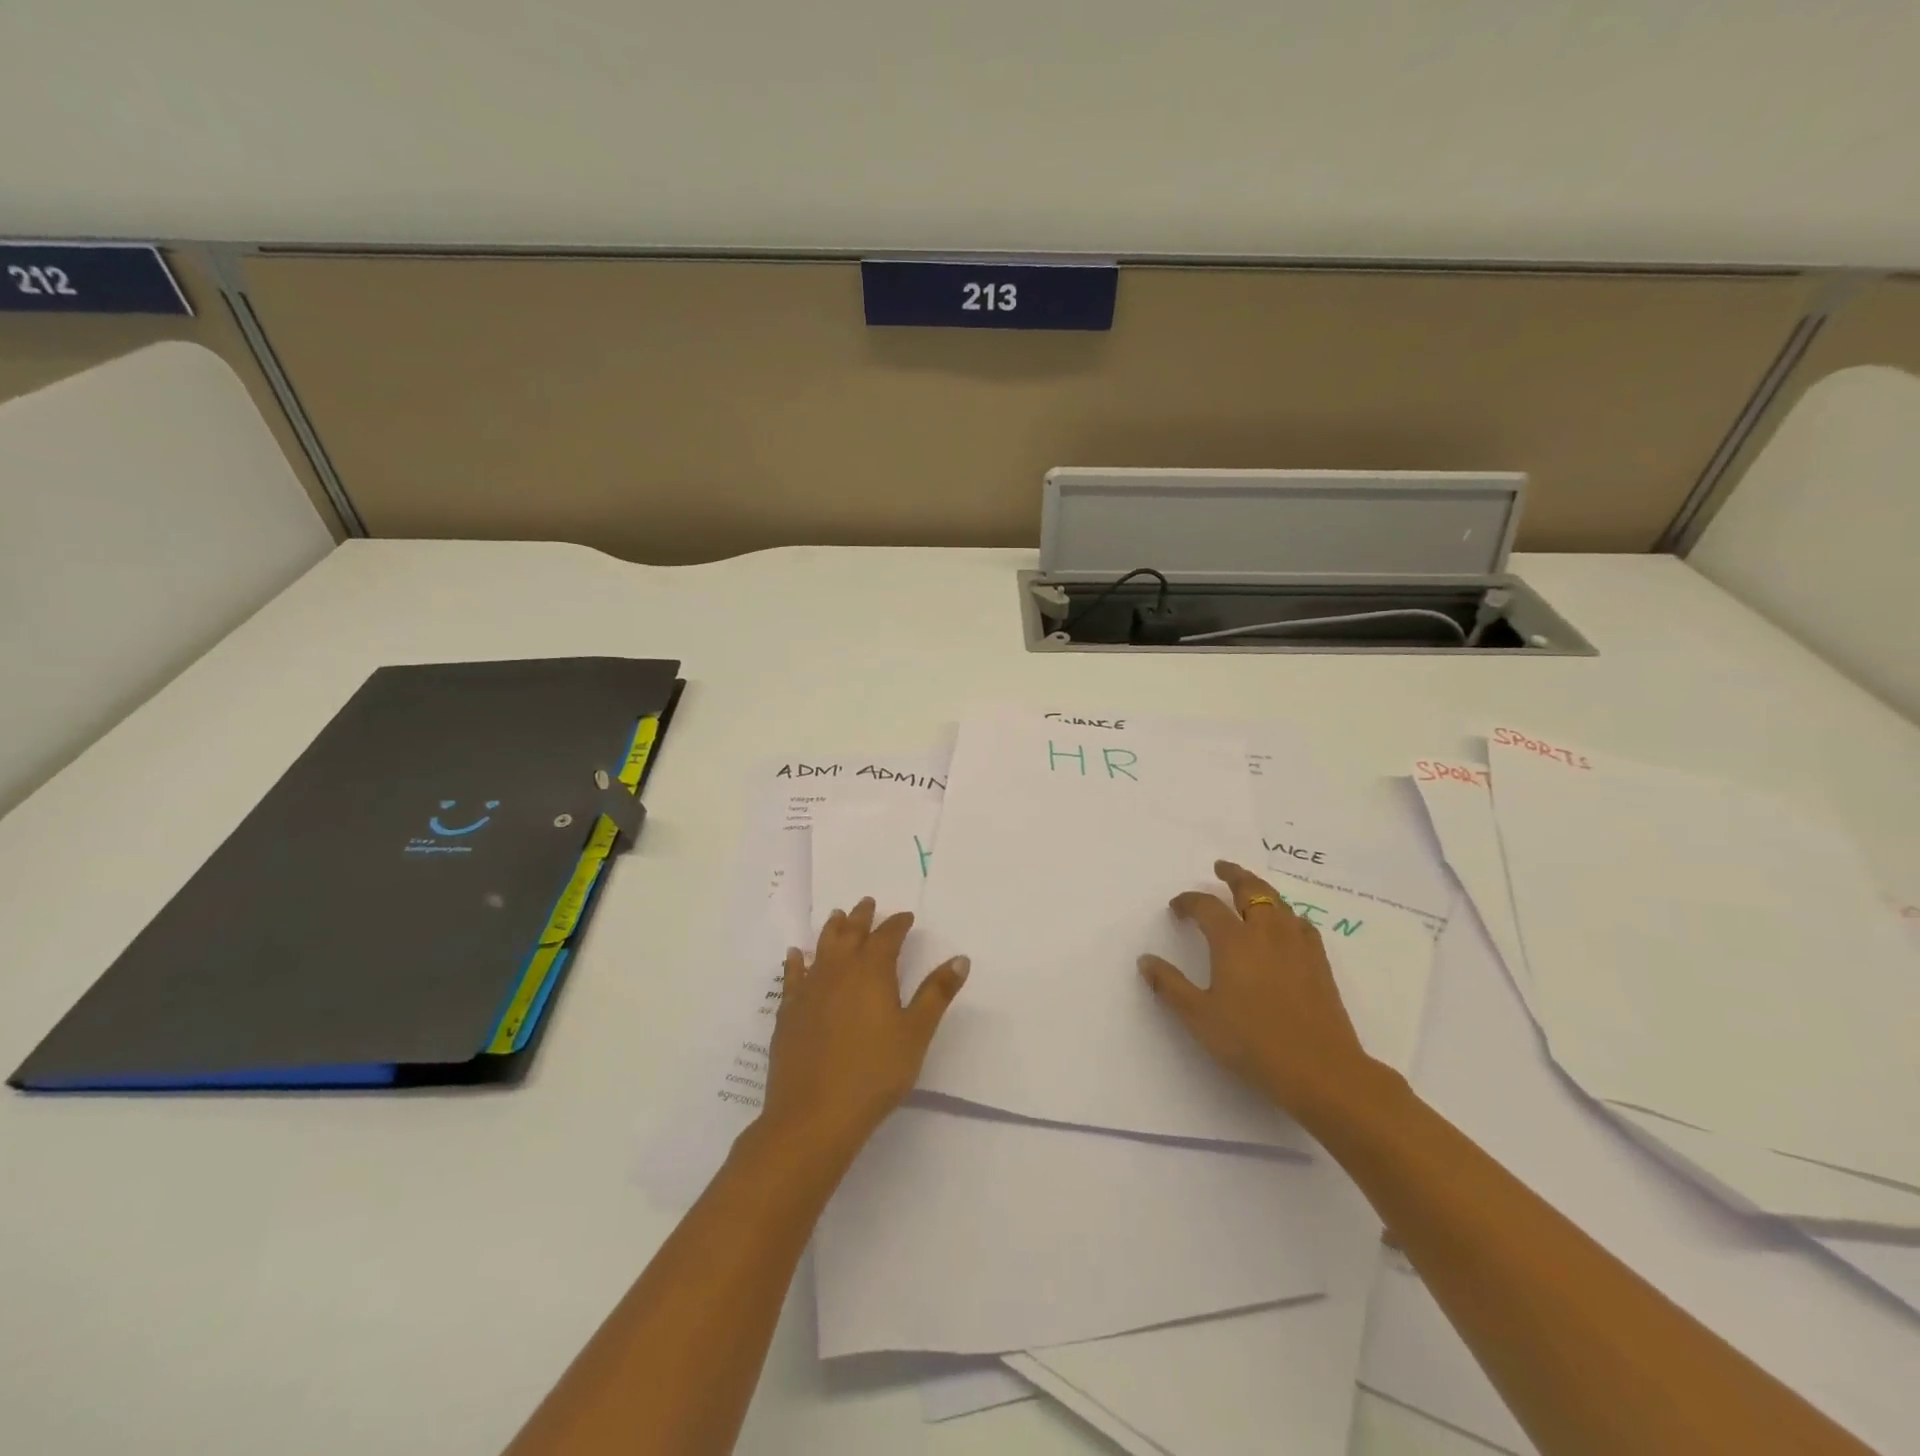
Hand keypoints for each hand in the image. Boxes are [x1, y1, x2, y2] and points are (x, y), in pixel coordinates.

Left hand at [762, 898, 969, 1157]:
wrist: (813, 1115)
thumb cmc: (874, 1073)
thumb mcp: (916, 1033)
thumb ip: (936, 993)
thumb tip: (960, 958)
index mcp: (872, 971)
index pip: (887, 936)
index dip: (898, 924)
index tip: (906, 917)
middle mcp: (838, 971)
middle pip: (851, 934)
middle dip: (862, 917)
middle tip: (868, 903)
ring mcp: (809, 990)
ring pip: (821, 948)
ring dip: (832, 930)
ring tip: (837, 916)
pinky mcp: (789, 1013)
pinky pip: (792, 976)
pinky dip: (796, 961)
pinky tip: (795, 955)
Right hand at [1138, 860, 1386, 1121]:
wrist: (1320, 1069)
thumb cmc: (1252, 1042)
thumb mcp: (1199, 1017)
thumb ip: (1170, 985)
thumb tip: (1145, 960)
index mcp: (1233, 941)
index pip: (1206, 907)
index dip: (1188, 902)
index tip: (1177, 907)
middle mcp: (1266, 932)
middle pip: (1251, 889)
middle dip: (1233, 875)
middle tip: (1221, 868)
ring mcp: (1297, 945)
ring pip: (1279, 902)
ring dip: (1260, 890)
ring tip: (1251, 890)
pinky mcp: (1319, 963)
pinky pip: (1301, 924)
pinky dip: (1287, 915)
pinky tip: (1286, 926)